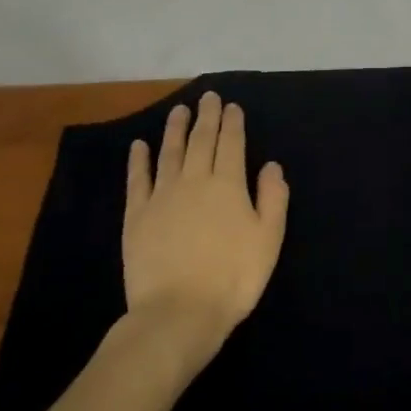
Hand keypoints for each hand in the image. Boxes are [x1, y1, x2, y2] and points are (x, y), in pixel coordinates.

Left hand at [121, 91, 288, 372]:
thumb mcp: (268, 239)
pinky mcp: (137, 216)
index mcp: (229, 185)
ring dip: (175, 129)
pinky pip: (138, 180)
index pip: (232, 144)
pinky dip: (139, 160)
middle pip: (201, 141)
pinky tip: (139, 146)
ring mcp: (162, 196)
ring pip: (170, 152)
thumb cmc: (233, 278)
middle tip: (208, 96)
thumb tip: (271, 164)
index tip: (231, 106)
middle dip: (207, 116)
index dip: (232, 123)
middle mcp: (195, 181)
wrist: (178, 313)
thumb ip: (273, 198)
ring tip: (178, 110)